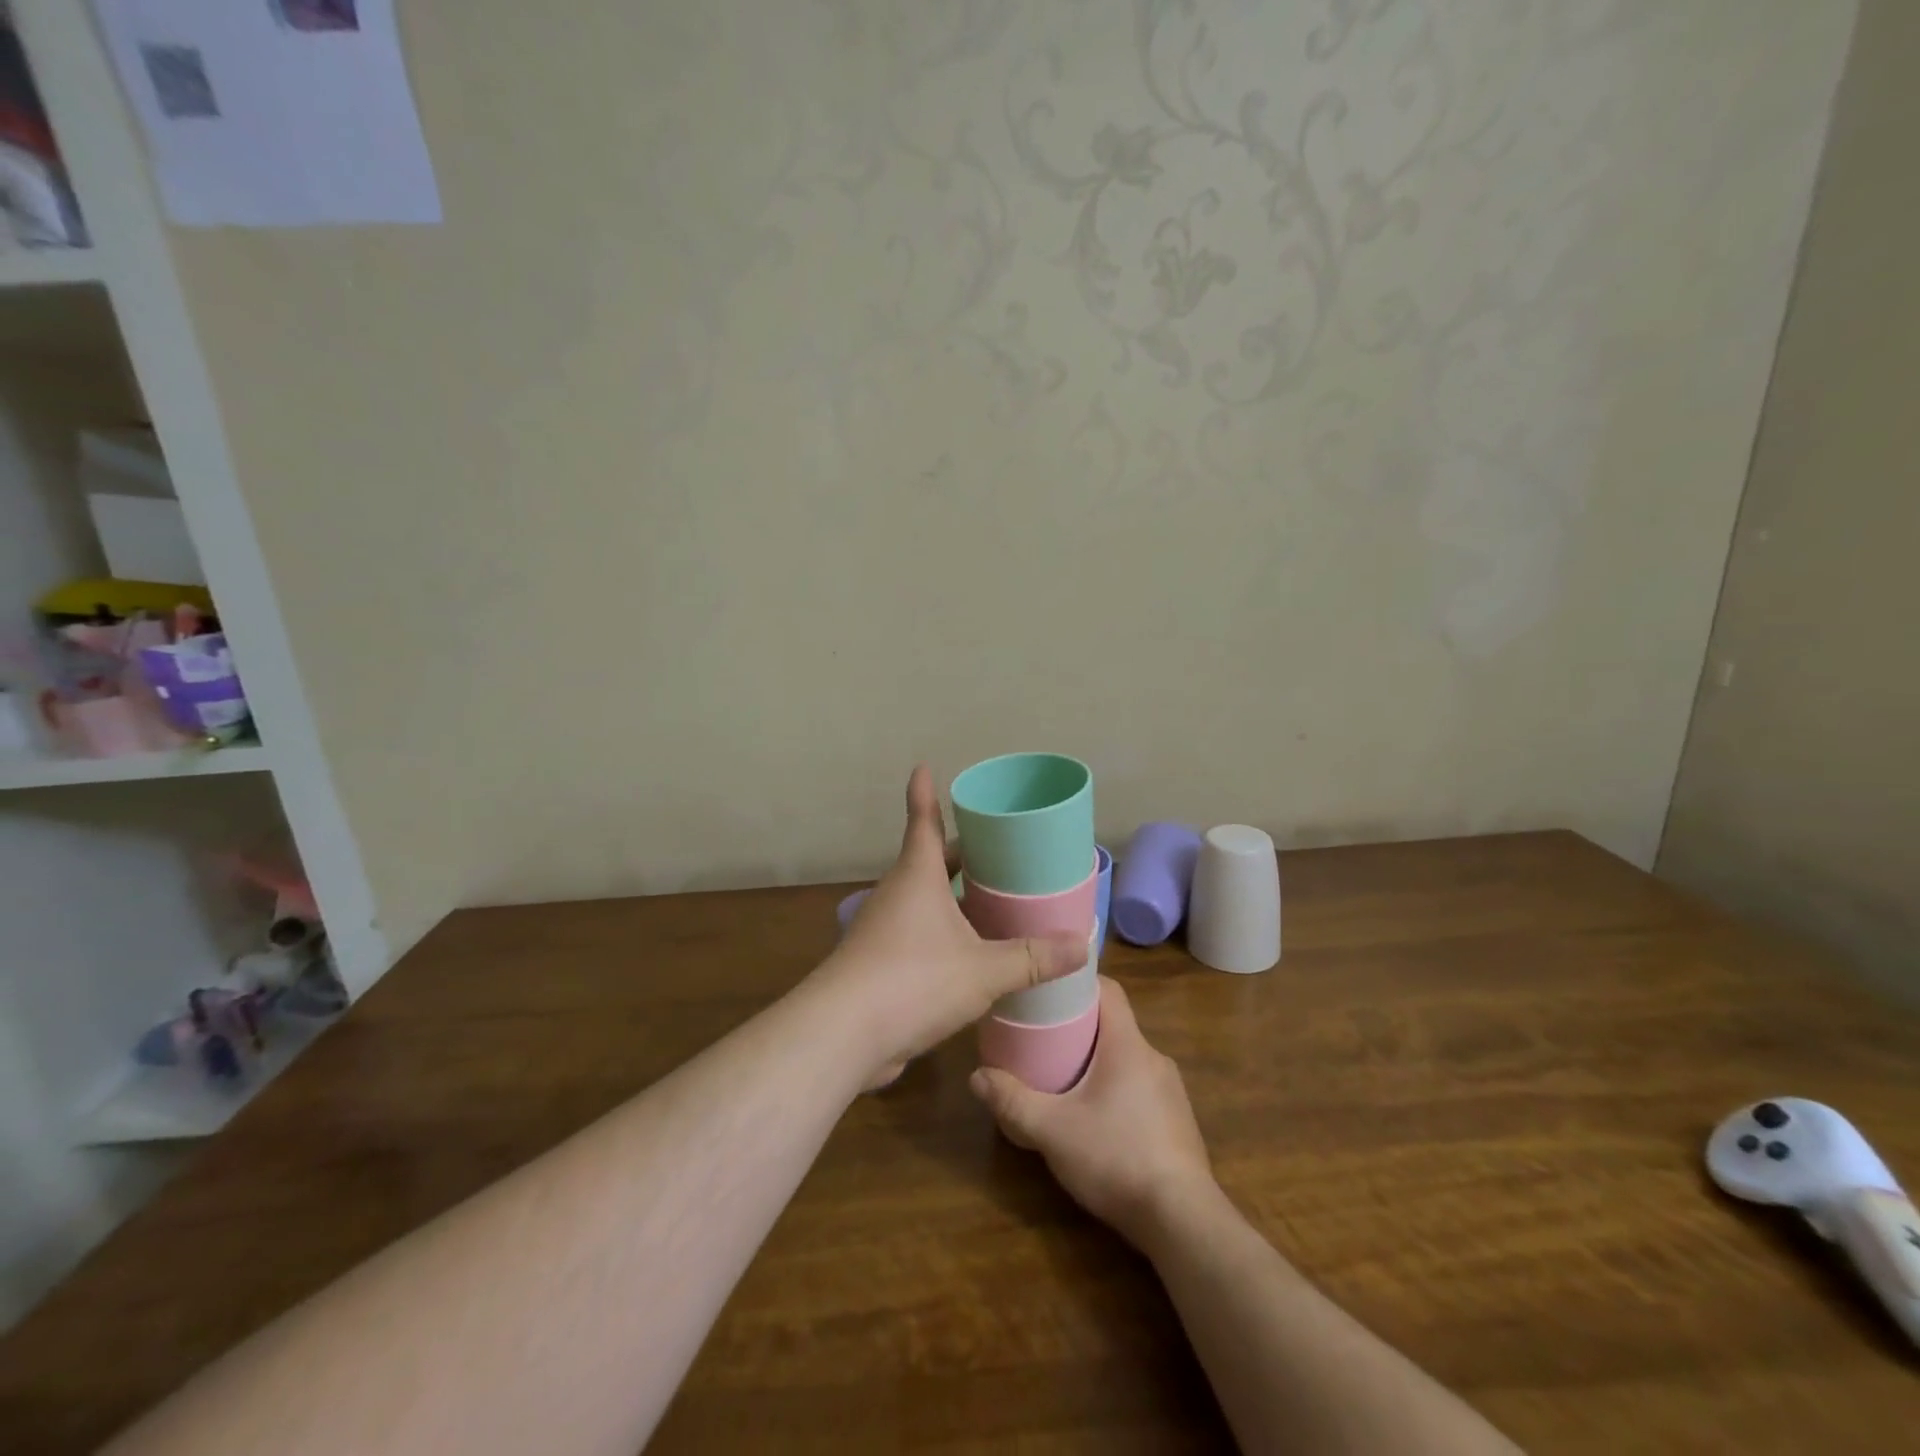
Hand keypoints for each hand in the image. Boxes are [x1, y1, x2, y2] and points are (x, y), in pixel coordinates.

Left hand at [813, 765, 1085, 1082]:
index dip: (924, 793)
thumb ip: (1032, 958)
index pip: (924, 820)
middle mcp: (898, 894)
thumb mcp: (983, 969)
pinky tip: (973, 954)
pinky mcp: (881, 964)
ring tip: (996, 898)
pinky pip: (921, 935)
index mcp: (917, 875)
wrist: (842, 1035)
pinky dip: (946, 934)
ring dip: (955, 897)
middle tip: (999, 847)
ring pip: (926, 900)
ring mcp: (885, 929)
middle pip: (931, 860)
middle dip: (962, 852)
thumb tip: (1081, 945)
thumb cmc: (913, 980)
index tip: (923, 768)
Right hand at [969, 976, 1214, 1248]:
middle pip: (1114, 1024)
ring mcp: (1171, 1091)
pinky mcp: (1178, 1121)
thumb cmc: (1116, 1158)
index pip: (1109, 989)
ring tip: (1064, 1077)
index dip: (1079, 982)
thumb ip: (1013, 1101)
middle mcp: (1154, 1057)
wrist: (1183, 1221)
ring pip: (1127, 1058)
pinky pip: (1141, 1088)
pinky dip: (1116, 1089)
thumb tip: (976, 1076)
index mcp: (1128, 1045)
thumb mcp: (1052, 1130)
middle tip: (1043, 1036)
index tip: (1049, 988)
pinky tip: (1096, 1118)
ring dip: (1098, 1061)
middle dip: (1080, 1026)